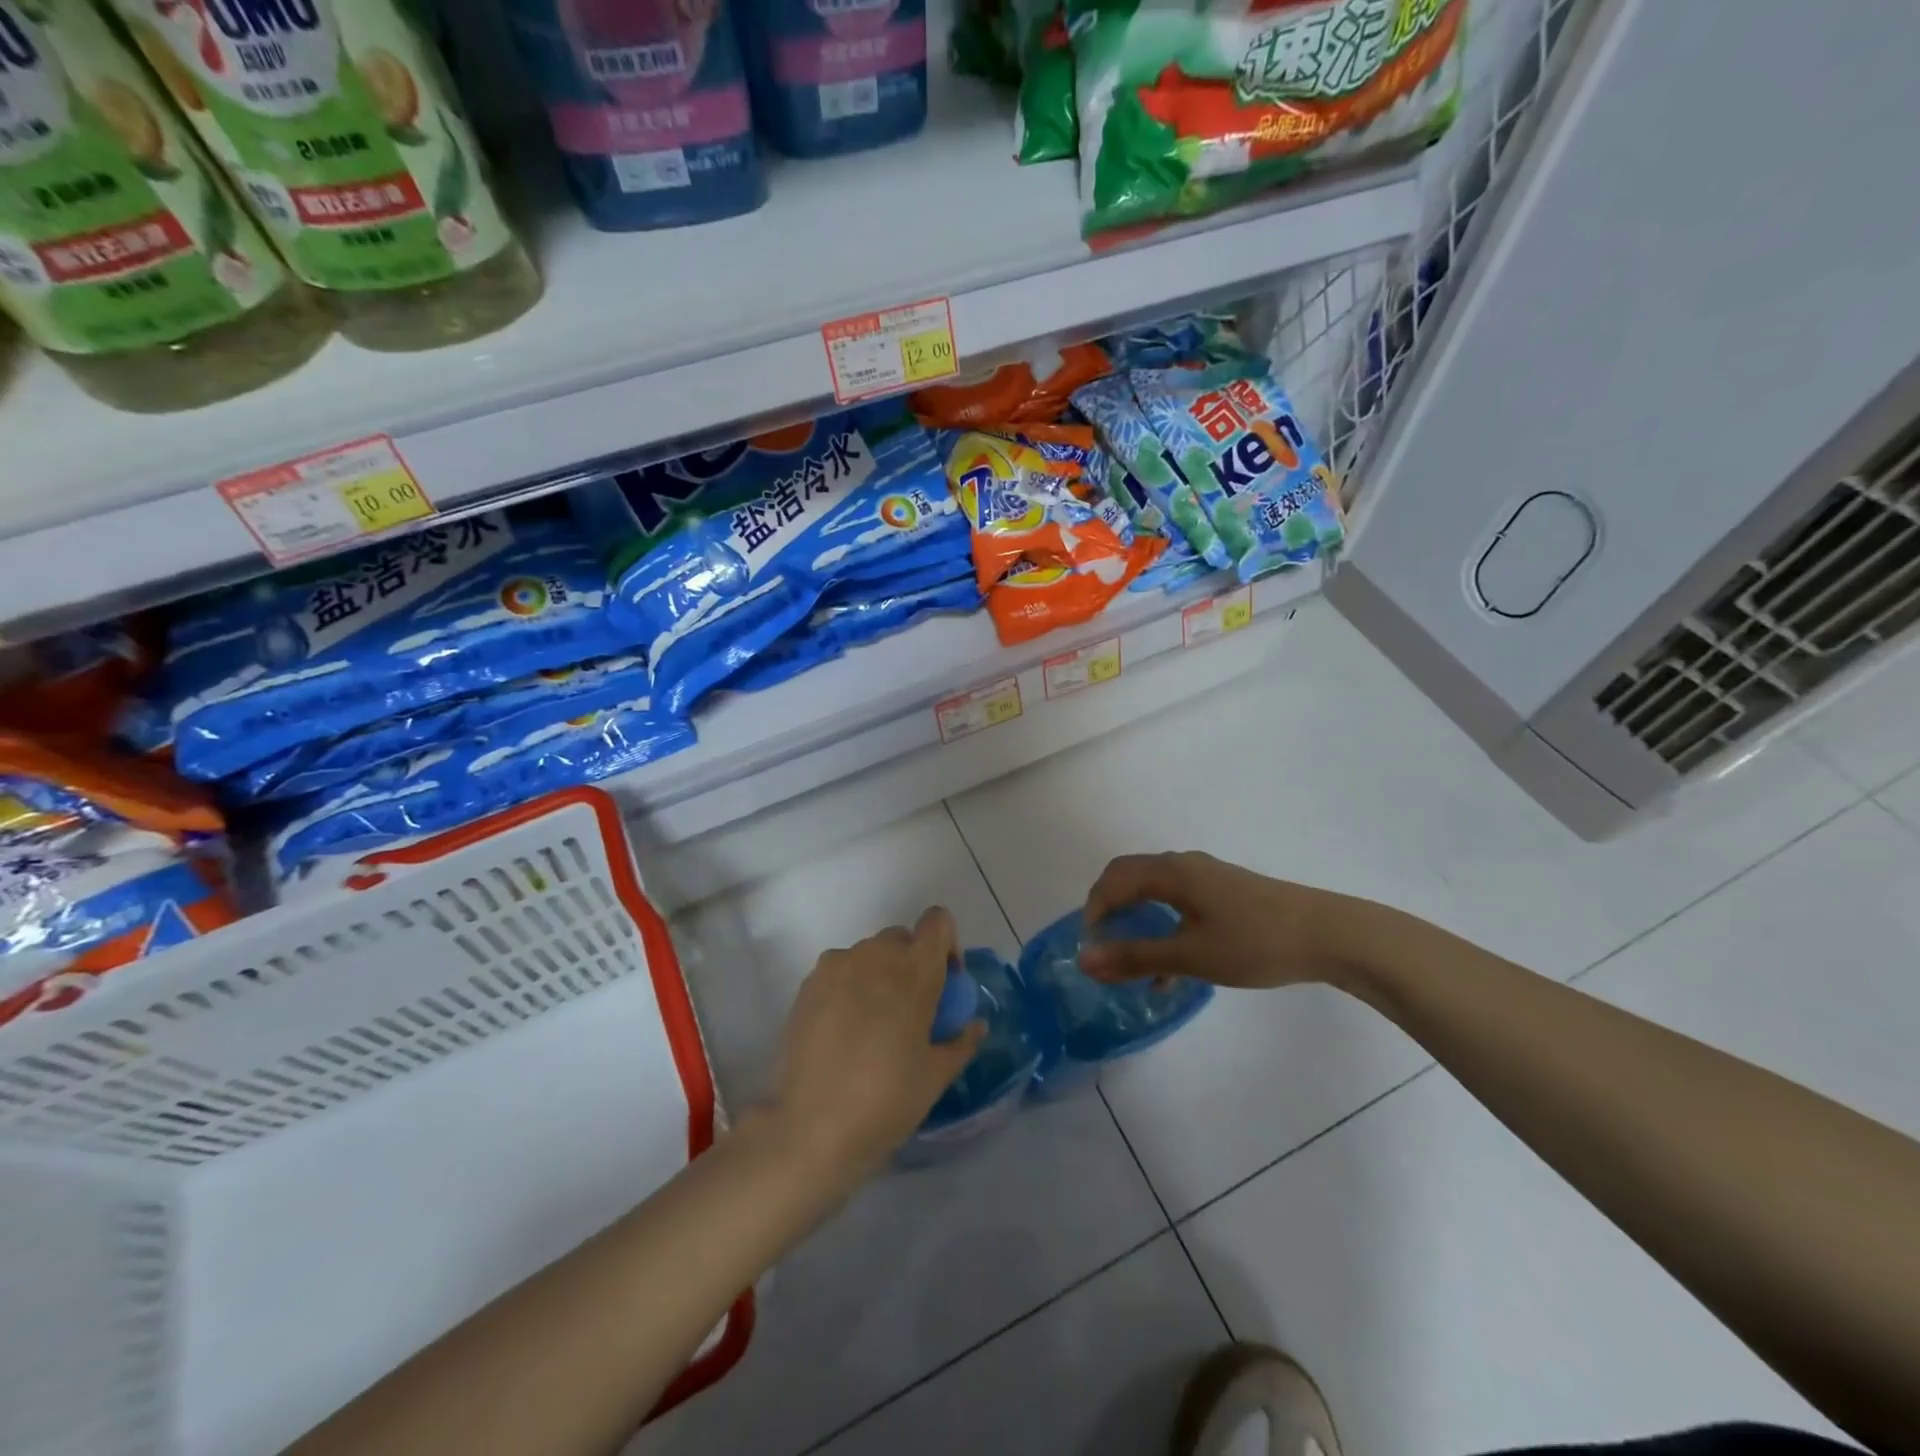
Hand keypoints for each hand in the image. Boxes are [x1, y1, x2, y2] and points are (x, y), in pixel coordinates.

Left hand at [765, 907, 985, 1191]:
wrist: (812, 1128)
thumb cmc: (887, 1100)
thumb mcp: (937, 1075)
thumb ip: (961, 1041)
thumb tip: (975, 1025)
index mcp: (914, 969)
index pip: (938, 922)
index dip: (946, 944)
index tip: (944, 984)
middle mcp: (875, 954)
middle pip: (902, 938)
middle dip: (912, 963)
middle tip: (912, 1010)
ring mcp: (837, 965)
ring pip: (868, 954)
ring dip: (879, 975)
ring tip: (874, 1025)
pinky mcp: (808, 984)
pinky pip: (839, 971)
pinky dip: (849, 987)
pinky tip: (844, 1032)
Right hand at [1079, 851, 1362, 988]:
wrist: (1329, 936)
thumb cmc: (1253, 942)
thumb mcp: (1190, 955)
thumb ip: (1134, 957)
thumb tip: (1084, 960)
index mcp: (1171, 871)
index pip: (1114, 879)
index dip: (1094, 910)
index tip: (1091, 949)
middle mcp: (1184, 865)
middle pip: (1131, 879)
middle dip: (1112, 913)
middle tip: (1105, 949)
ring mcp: (1208, 877)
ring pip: (1156, 893)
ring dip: (1138, 923)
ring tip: (1134, 964)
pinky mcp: (1226, 893)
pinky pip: (1179, 903)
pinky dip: (1164, 927)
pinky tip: (1172, 969)